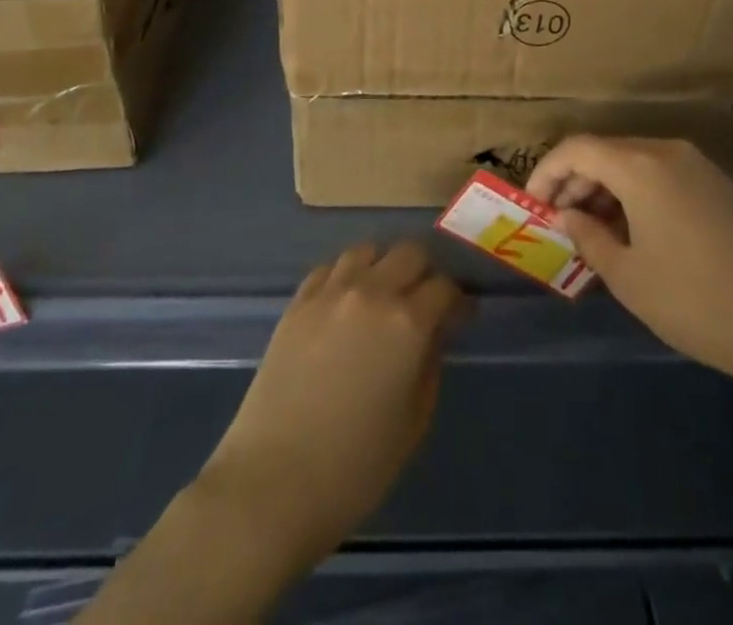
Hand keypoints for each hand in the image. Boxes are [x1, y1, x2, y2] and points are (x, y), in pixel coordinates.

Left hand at [199, 240, 468, 566]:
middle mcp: (371, 292)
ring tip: (382, 296)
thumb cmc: (355, 467)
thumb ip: (430, 365)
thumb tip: (432, 335)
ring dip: (382, 266)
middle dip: (425, 272)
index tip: (460, 317)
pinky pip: (329, 268)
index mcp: (407, 322)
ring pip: (367, 250)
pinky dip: (345, 276)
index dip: (457, 301)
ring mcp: (330, 292)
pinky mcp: (298, 302)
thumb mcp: (413, 422)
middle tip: (424, 302)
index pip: (445, 287)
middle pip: (409, 252)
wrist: (273, 483)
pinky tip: (344, 304)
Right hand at [526, 136, 732, 396]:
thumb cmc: (699, 301)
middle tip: (559, 221)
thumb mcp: (630, 278)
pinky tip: (635, 232)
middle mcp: (668, 152)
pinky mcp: (720, 185)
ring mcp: (699, 166)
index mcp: (641, 166)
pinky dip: (636, 193)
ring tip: (593, 231)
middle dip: (575, 181)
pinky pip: (662, 174)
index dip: (546, 171)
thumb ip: (589, 238)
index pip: (577, 149)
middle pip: (606, 151)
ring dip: (605, 188)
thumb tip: (568, 216)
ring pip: (635, 162)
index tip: (532, 204)